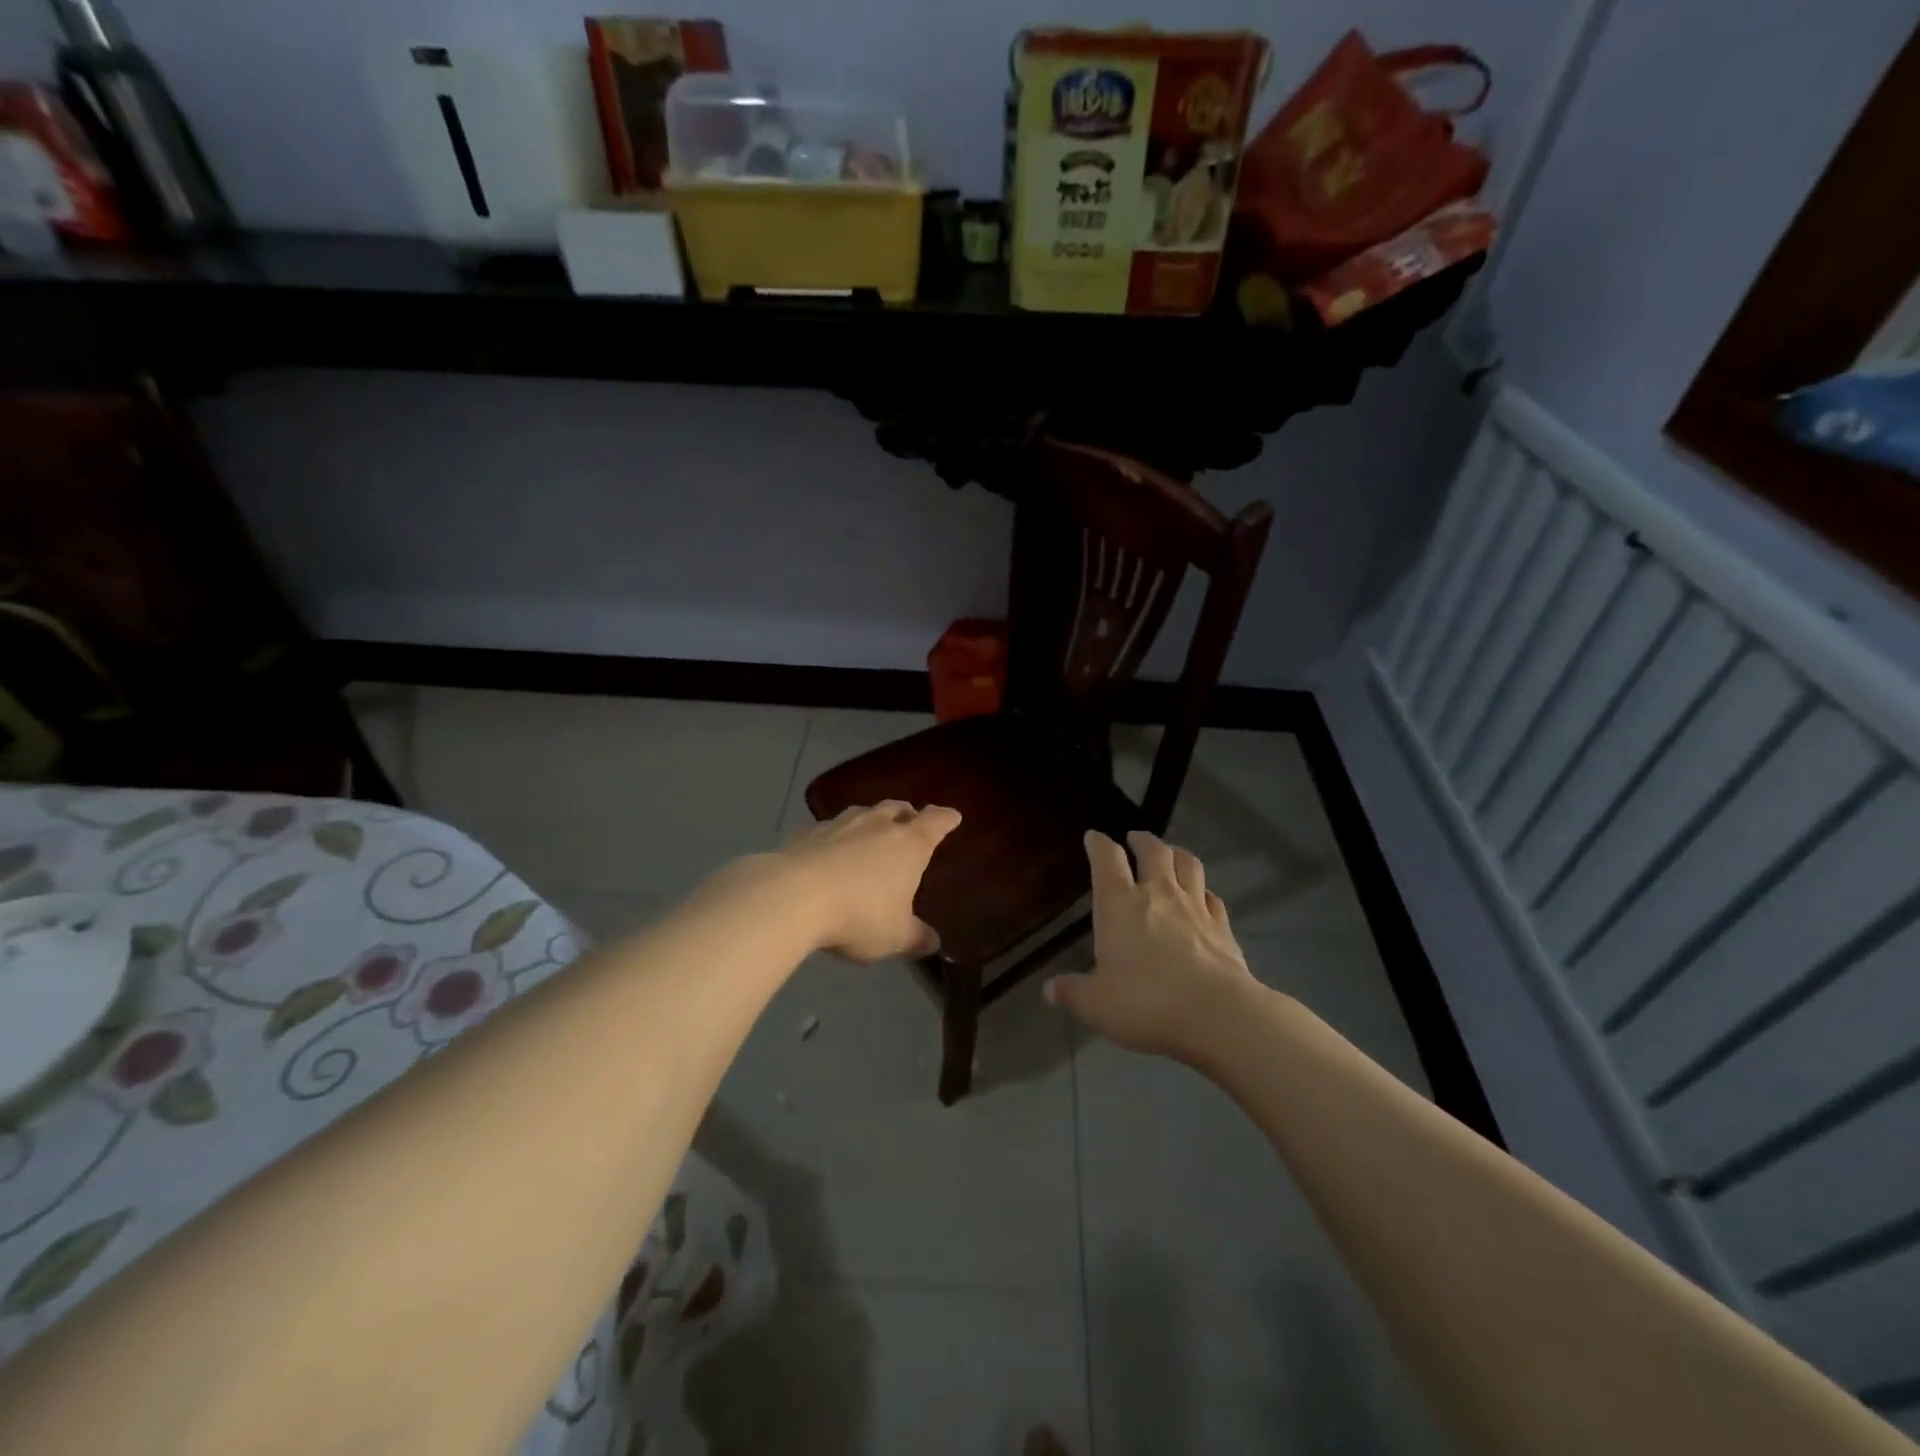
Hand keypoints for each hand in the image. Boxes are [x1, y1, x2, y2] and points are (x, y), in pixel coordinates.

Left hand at [778, 801, 961, 961]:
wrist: (792, 897)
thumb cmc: (859, 914)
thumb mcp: (895, 936)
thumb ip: (916, 937)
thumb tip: (933, 942)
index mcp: (909, 844)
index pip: (936, 822)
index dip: (946, 819)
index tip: (952, 817)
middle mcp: (877, 825)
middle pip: (898, 808)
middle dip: (908, 814)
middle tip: (910, 822)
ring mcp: (839, 824)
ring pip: (863, 813)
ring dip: (871, 820)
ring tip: (870, 834)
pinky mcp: (806, 832)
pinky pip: (827, 829)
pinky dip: (834, 837)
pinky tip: (827, 852)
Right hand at [1045, 829, 1259, 1060]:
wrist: (1217, 1014)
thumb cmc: (1146, 1002)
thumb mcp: (1096, 1004)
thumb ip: (1072, 992)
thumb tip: (1050, 990)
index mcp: (1119, 904)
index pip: (1106, 859)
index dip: (1098, 844)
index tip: (1093, 837)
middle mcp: (1158, 894)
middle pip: (1153, 851)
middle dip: (1142, 840)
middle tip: (1135, 838)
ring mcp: (1195, 907)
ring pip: (1188, 864)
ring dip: (1177, 853)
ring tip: (1171, 853)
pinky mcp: (1222, 926)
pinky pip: (1213, 897)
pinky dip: (1205, 891)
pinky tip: (1204, 897)